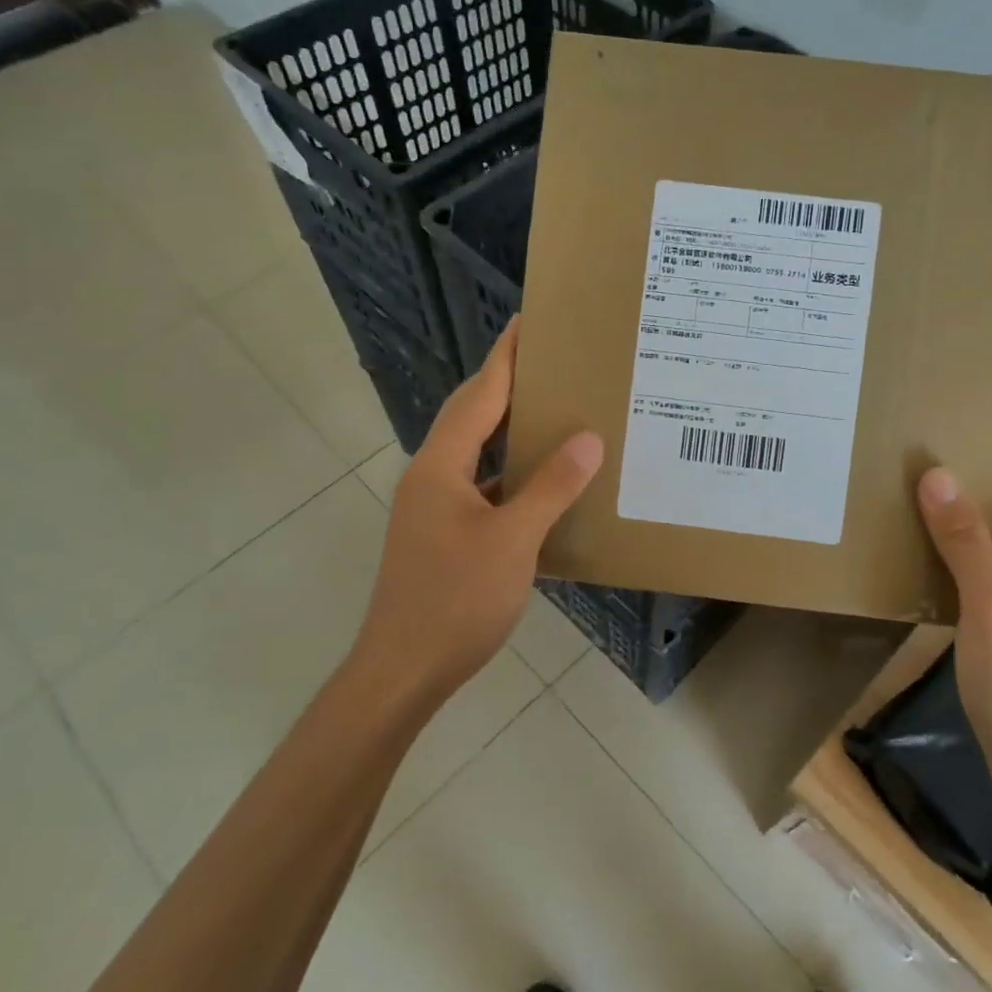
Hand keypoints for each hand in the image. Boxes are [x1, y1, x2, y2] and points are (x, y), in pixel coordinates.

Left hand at [353, 318, 602, 706]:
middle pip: (472, 415)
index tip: (527, 321)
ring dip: (510, 428)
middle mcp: (432, 476)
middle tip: (551, 361)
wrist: (403, 669)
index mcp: (441, 466)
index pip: (479, 395)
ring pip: (476, 452)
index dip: (505, 357)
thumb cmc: (456, 600)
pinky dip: (510, 472)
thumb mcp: (513, 541)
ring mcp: (434, 507)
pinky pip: (482, 485)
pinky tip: (542, 480)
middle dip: (507, 384)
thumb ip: (551, 486)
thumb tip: (588, 438)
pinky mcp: (443, 533)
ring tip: (553, 410)